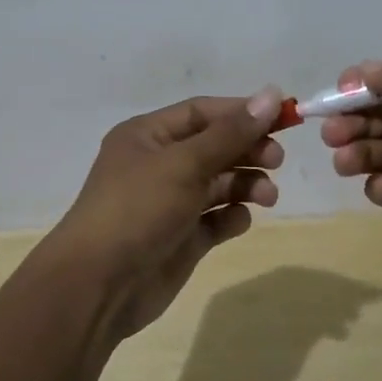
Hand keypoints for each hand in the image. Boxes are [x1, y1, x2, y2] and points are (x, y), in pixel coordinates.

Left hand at [49, 87, 285, 337]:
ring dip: (247, 184)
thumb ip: (231, 133)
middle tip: (277, 160)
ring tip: (268, 196)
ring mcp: (170, 203)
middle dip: (248, 149)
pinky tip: (237, 221)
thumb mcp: (185, 163)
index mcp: (148, 135)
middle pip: (215, 146)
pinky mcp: (181, 238)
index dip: (242, 112)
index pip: (203, 112)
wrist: (98, 286)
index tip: (283, 117)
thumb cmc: (138, 209)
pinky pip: (215, 218)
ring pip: (219, 183)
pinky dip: (232, 216)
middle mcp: (159, 164)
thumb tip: (272, 94)